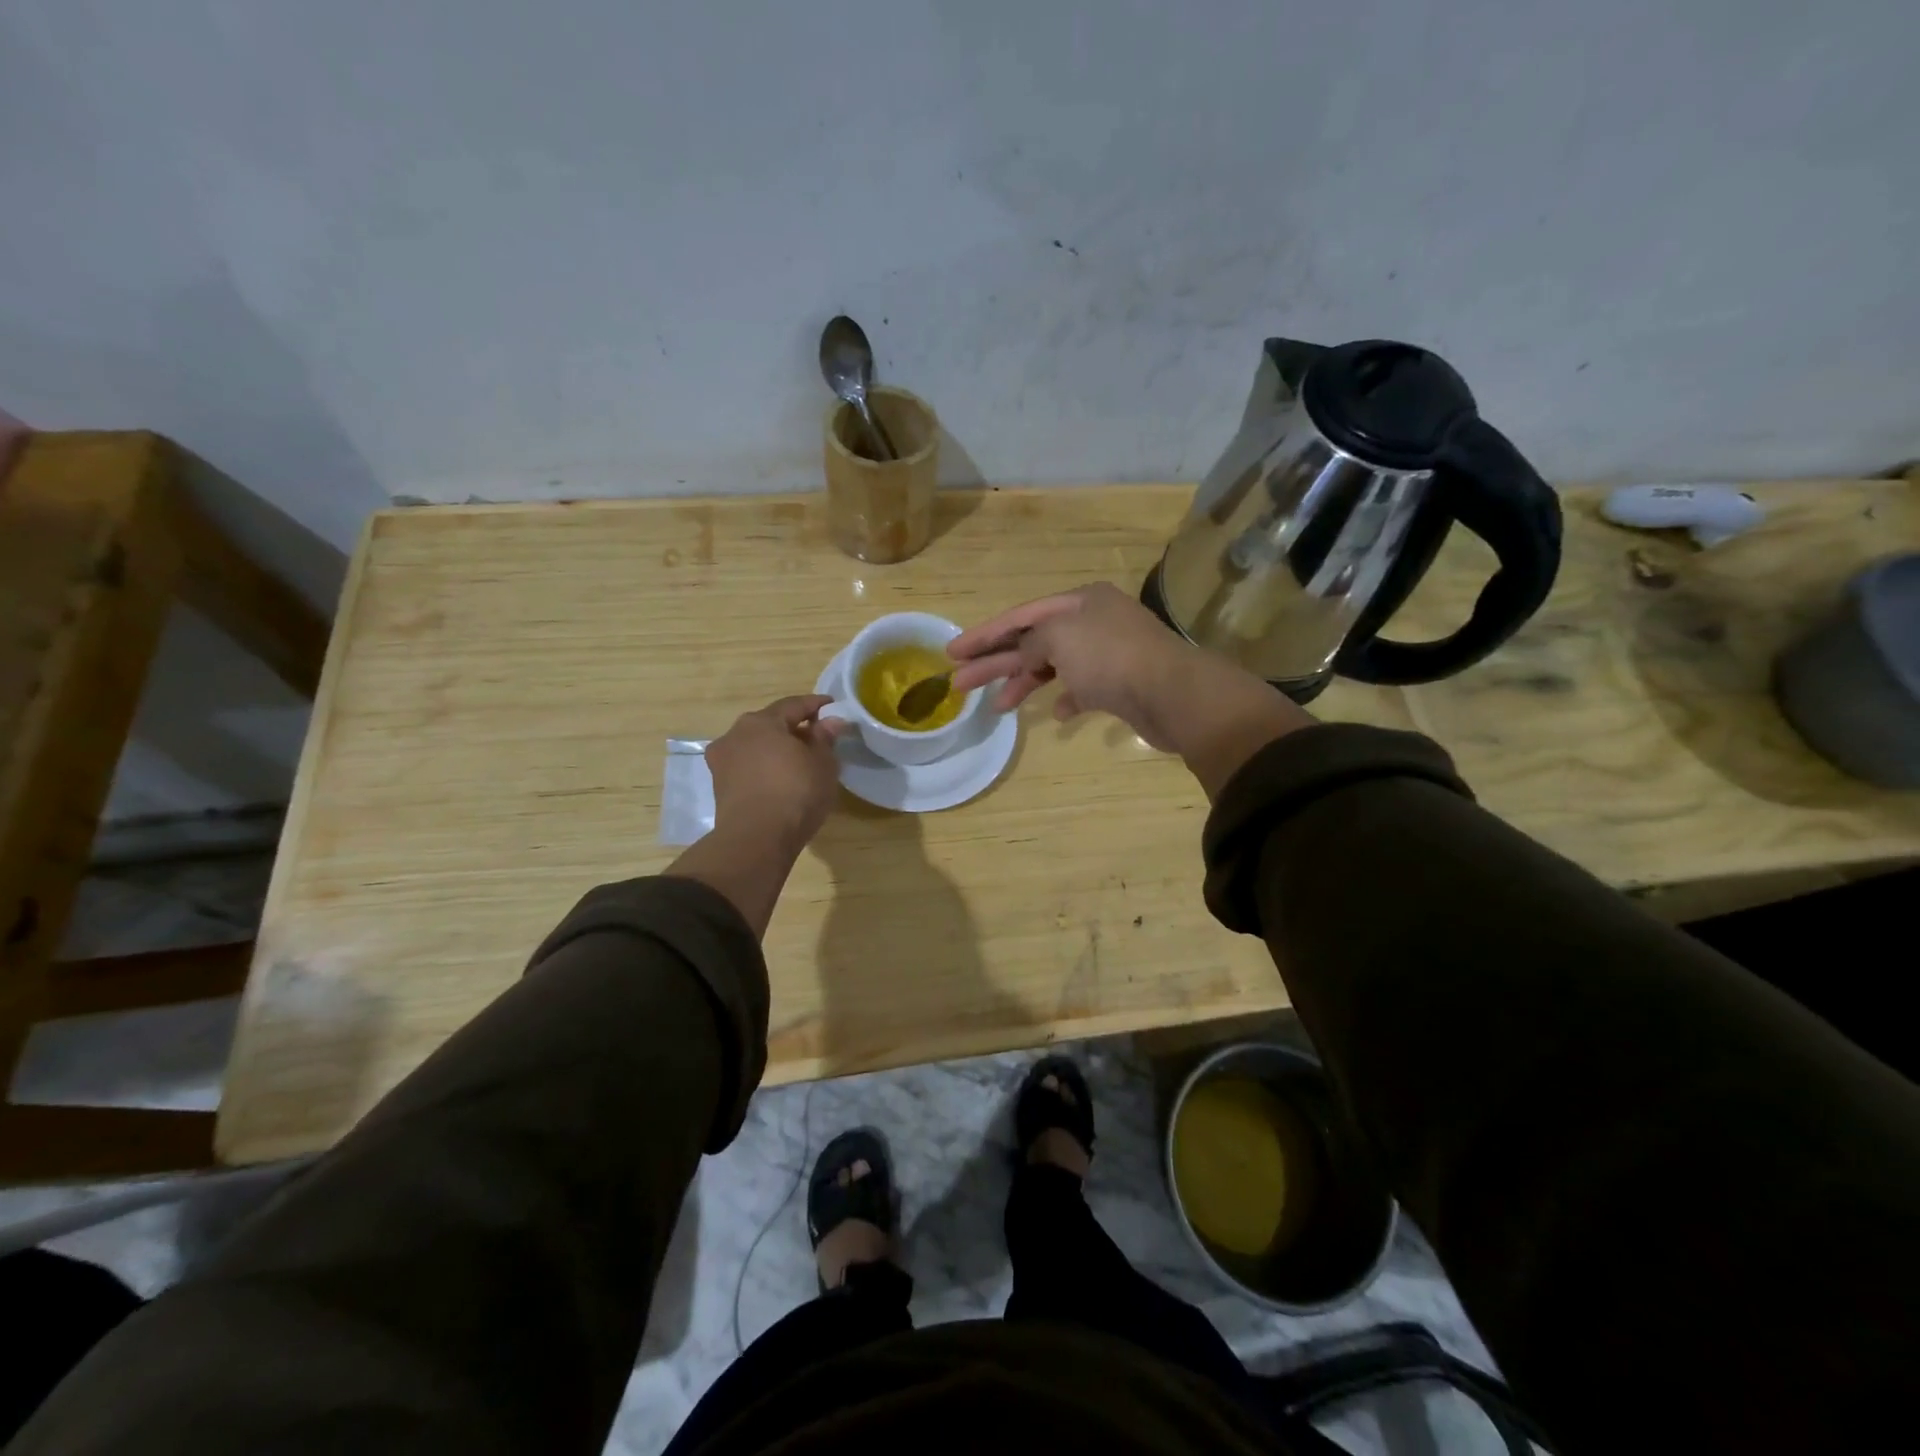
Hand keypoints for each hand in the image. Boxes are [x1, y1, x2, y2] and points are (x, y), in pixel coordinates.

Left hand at [705, 694, 847, 850]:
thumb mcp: (823, 764)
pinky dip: (765, 767)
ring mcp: (722, 761)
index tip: (833, 706)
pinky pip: (748, 767)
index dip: (816, 704)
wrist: (756, 839)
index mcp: (761, 721)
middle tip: (817, 737)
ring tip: (799, 761)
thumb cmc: (796, 793)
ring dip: (776, 749)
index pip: (793, 704)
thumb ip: (825, 738)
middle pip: (770, 724)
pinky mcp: (719, 786)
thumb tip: (830, 721)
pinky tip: (780, 779)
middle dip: (794, 728)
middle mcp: (735, 734)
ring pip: (756, 746)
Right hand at [947, 582, 1200, 749]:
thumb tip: (1025, 656)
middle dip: (995, 662)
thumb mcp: (1059, 636)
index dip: (984, 634)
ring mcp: (1107, 654)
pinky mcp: (1119, 685)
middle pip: (1032, 641)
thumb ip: (1031, 642)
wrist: (1171, 694)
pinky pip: (1082, 690)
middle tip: (960, 684)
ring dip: (1024, 684)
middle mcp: (1093, 622)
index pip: (1020, 615)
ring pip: (1053, 667)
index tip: (952, 653)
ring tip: (997, 707)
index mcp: (1079, 601)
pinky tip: (1057, 713)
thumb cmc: (1110, 657)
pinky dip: (1065, 700)